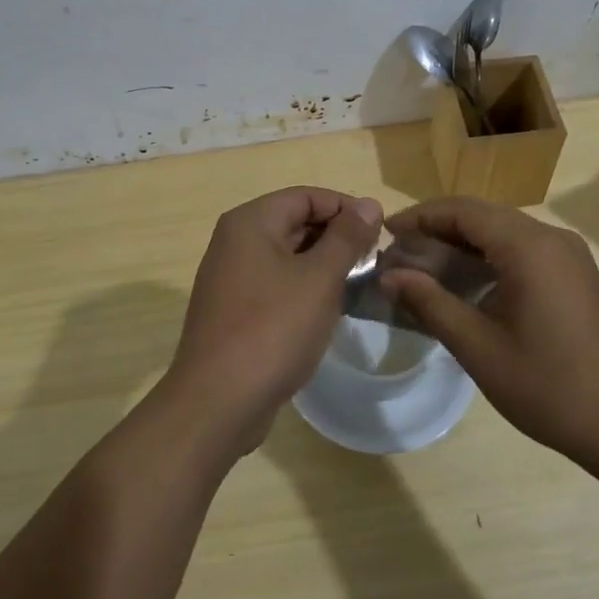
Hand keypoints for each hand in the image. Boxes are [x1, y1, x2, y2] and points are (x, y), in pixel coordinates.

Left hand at [163, 186, 382, 456]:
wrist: (218, 401)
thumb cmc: (273, 329)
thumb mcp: (319, 279)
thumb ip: (346, 237)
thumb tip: (369, 204)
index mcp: (250, 222)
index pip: (306, 196)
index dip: (346, 208)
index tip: (381, 232)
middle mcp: (234, 241)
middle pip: (294, 222)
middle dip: (336, 237)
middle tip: (374, 261)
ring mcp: (230, 277)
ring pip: (286, 255)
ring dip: (322, 264)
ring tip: (358, 285)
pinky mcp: (233, 309)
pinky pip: (275, 283)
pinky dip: (303, 288)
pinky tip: (327, 310)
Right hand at [379, 197, 598, 470]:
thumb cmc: (549, 387)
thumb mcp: (478, 347)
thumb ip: (430, 303)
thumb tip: (388, 276)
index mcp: (529, 247)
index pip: (463, 211)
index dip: (420, 216)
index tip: (385, 233)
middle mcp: (552, 238)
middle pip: (483, 215)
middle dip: (438, 228)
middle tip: (400, 253)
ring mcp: (570, 255)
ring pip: (504, 231)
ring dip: (463, 243)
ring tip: (425, 267)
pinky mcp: (577, 274)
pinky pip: (524, 249)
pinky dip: (489, 256)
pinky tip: (468, 283)